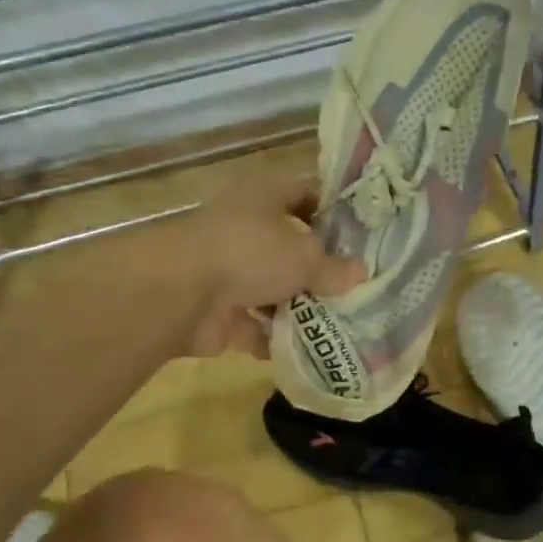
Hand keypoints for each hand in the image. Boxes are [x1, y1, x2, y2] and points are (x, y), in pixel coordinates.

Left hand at [164, 176, 361, 358]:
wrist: (181, 295)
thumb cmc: (250, 254)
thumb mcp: (305, 257)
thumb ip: (334, 268)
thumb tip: (361, 273)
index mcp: (263, 197)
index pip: (304, 192)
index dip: (331, 210)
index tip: (360, 233)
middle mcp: (244, 227)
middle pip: (288, 245)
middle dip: (317, 268)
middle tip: (354, 284)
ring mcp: (227, 270)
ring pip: (271, 287)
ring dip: (298, 305)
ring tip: (339, 321)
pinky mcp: (217, 309)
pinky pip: (255, 324)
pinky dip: (275, 337)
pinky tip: (306, 349)